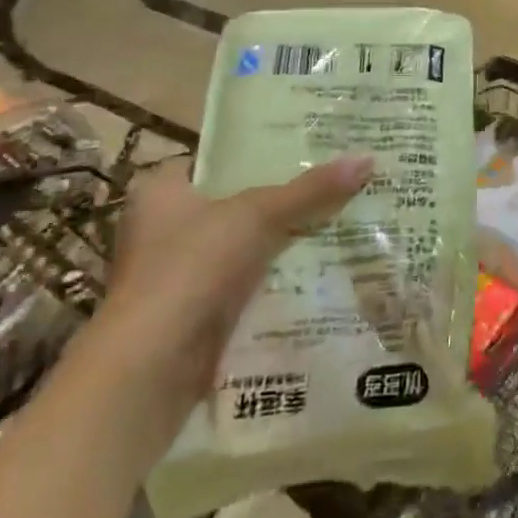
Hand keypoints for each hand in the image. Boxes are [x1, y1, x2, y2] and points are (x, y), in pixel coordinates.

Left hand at [82, 155, 372, 455]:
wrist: (150, 368)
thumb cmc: (190, 268)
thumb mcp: (257, 215)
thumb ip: (309, 190)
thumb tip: (367, 159)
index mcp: (162, 191)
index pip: (221, 159)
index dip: (266, 153)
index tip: (313, 149)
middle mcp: (163, 227)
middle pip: (238, 204)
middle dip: (284, 200)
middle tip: (338, 183)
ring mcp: (178, 274)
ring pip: (245, 247)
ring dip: (283, 242)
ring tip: (343, 220)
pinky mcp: (195, 313)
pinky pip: (246, 284)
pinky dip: (276, 279)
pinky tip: (321, 269)